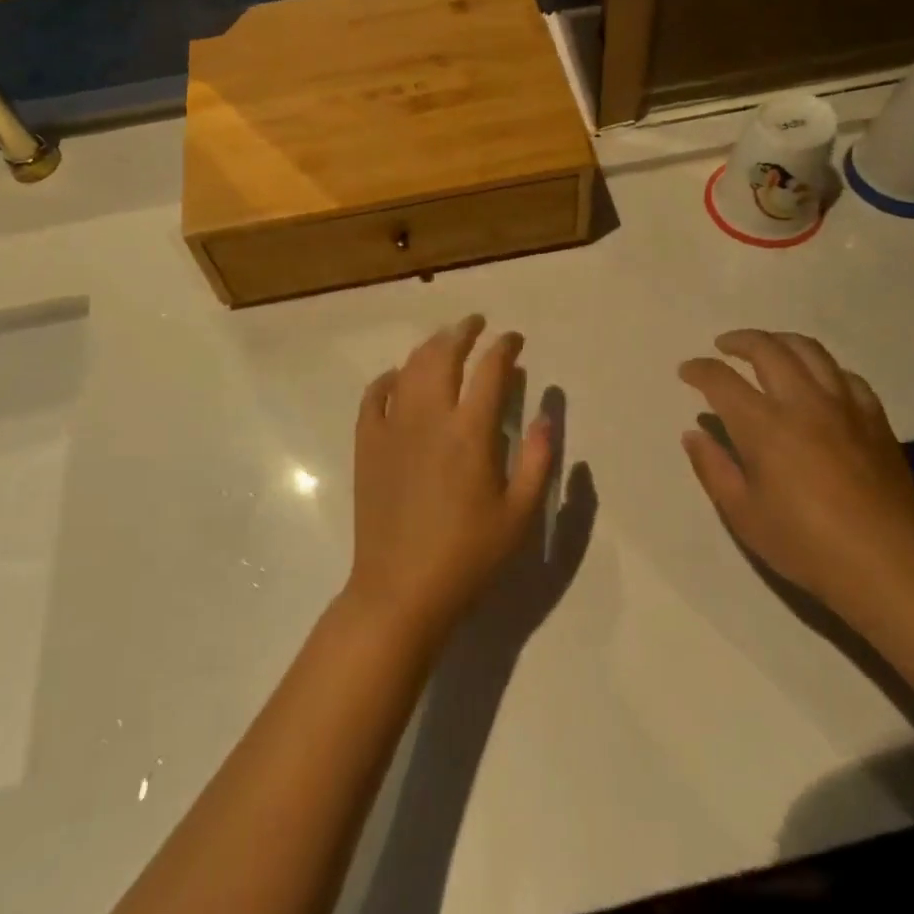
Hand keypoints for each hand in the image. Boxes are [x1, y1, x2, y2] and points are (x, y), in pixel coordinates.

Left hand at [346, 316, 554, 641]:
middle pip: (443, 355)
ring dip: (429, 347)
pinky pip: (373, 397)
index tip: (513, 340)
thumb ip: (538, 460)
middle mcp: (429, 418)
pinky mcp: (367, 445)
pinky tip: (397, 377)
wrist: (401, 590)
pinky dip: (387, 379)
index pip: (490, 370)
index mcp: (470, 433)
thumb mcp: (519, 515)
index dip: (504, 348)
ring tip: (444, 340)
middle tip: (476, 323)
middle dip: (462, 332)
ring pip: (410, 369)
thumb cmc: (468, 556)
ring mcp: (392, 429)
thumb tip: (547, 415)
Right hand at [679, 330, 913, 625]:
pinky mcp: (875, 419)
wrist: (889, 566)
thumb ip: (714, 468)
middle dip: (739, 341)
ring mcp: (844, 406)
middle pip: (767, 349)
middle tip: (723, 346)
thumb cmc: (806, 545)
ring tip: (767, 348)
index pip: (722, 380)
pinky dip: (824, 368)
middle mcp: (803, 402)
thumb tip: (693, 434)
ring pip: (810, 351)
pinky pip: (846, 376)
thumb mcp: (743, 515)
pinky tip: (818, 380)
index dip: (699, 369)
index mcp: (764, 425)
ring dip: (781, 341)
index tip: (687, 371)